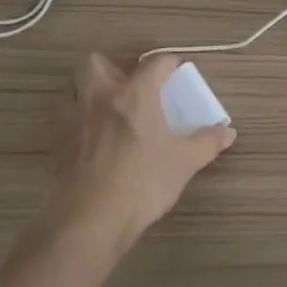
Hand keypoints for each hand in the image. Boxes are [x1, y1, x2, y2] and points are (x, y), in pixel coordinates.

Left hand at [38, 53, 235, 267]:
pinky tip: (98, 145)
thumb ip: (207, 143)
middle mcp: (102, 99)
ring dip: (93, 95)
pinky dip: (83, 126)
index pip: (155, 62)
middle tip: (131, 86)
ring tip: (113, 114)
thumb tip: (228, 132)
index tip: (178, 74)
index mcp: (135, 94)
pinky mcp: (59, 148)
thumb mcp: (184, 162)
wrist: (88, 224)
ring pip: (76, 91)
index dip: (169, 64)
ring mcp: (75, 123)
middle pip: (95, 63)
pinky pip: (69, 123)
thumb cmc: (142, 183)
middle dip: (112, 67)